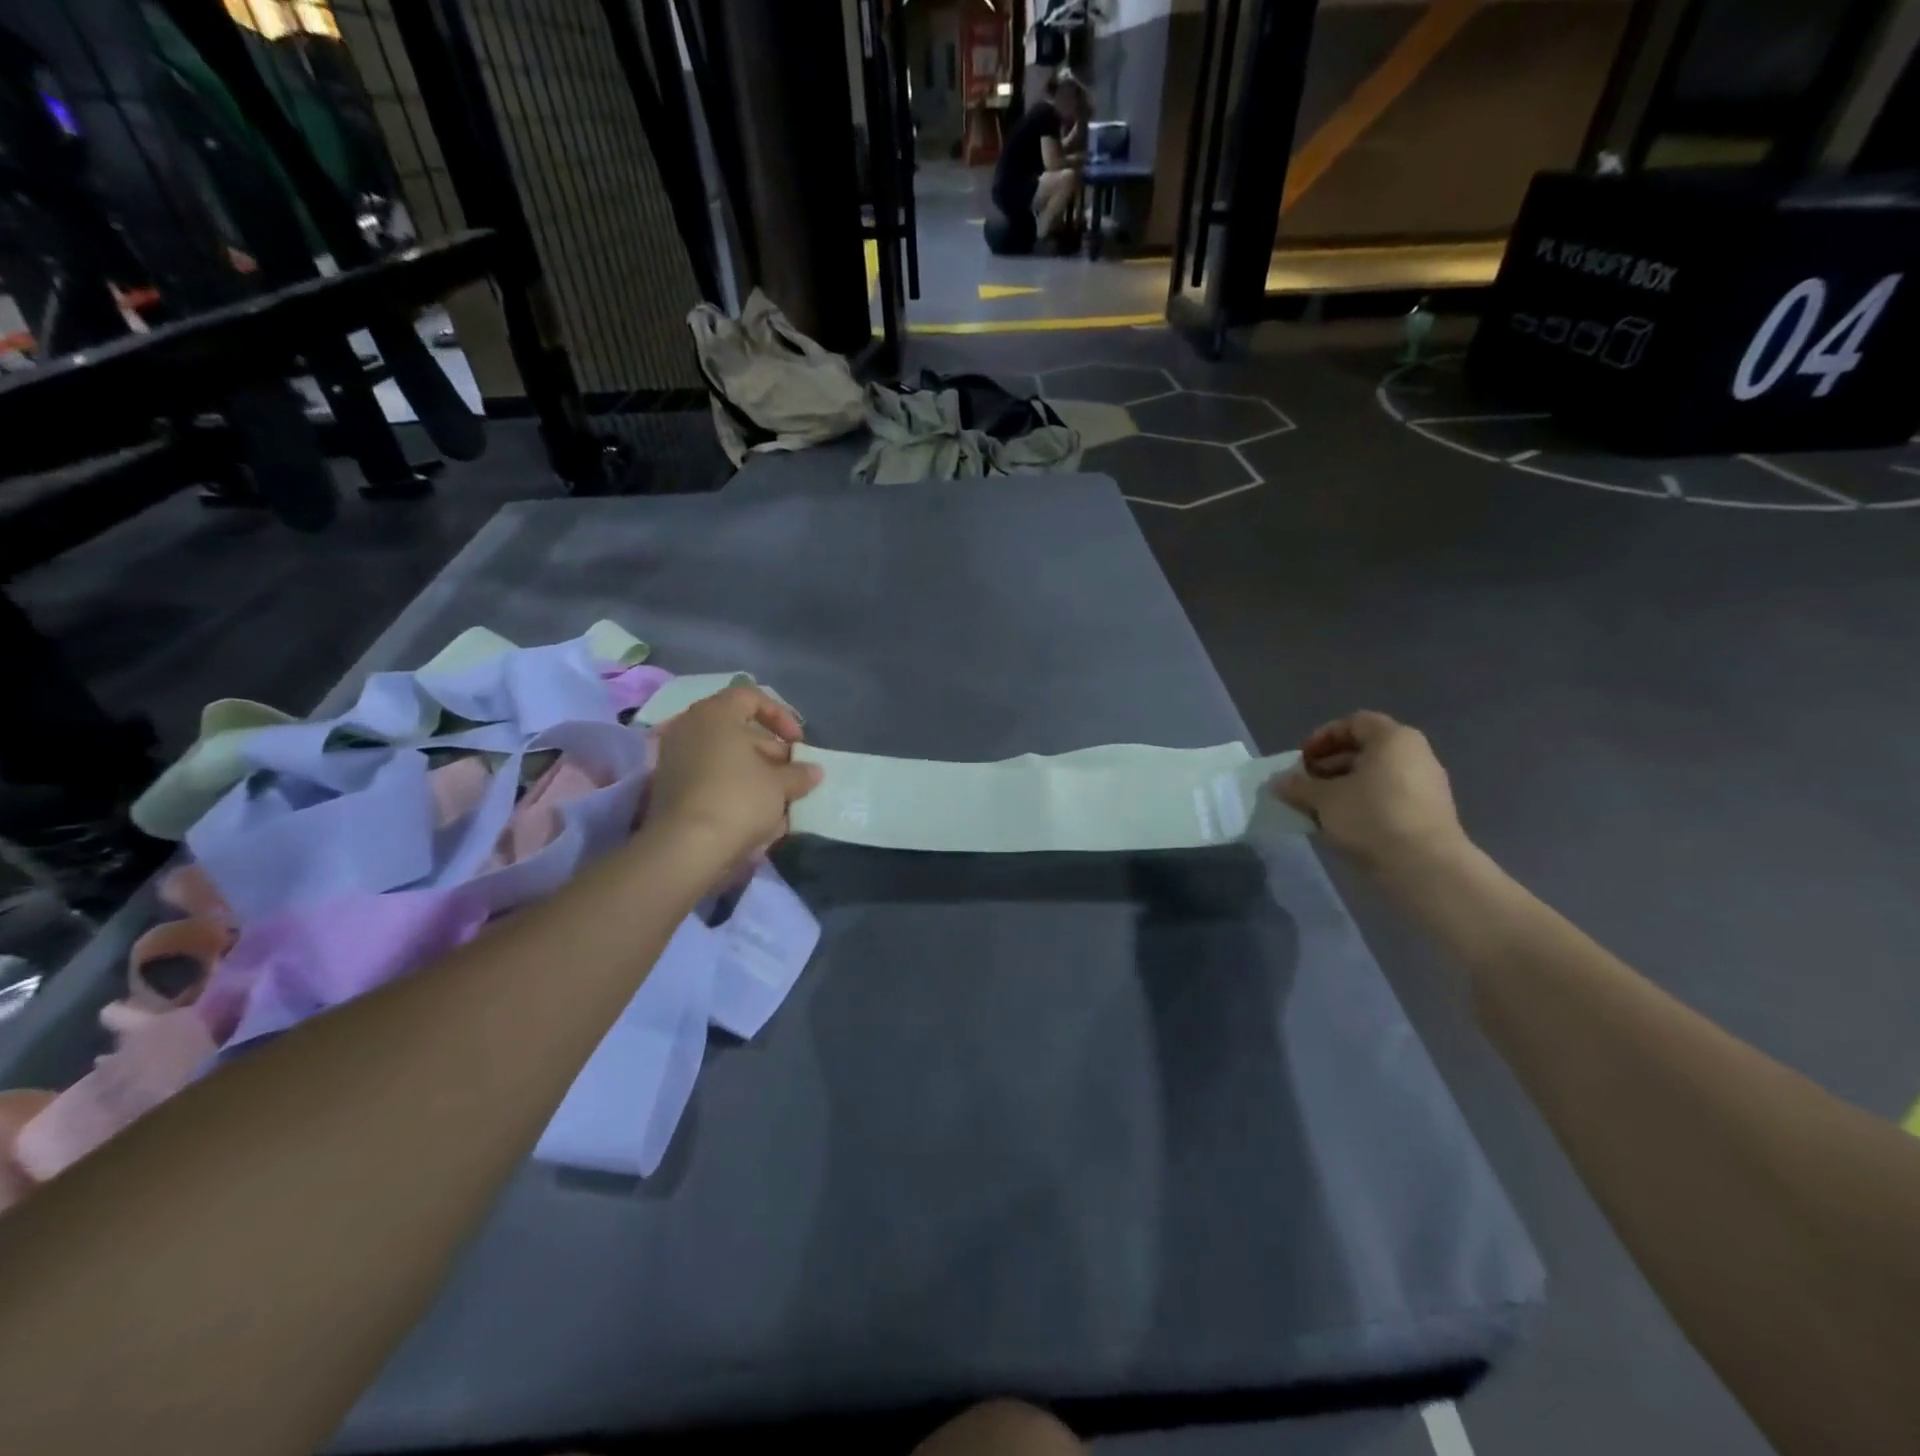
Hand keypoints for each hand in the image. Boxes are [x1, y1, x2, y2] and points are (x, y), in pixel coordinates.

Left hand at [643, 686, 821, 877]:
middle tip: (792, 775)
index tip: (798, 743)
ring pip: (724, 756)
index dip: (780, 716)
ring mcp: (675, 758)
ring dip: (754, 772)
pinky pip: (709, 778)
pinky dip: (733, 788)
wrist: (687, 848)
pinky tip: (755, 813)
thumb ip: (799, 773)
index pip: (751, 697)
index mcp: (715, 714)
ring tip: (779, 798)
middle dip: (770, 751)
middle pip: (738, 729)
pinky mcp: (669, 788)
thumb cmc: (738, 799)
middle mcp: (690, 728)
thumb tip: (813, 771)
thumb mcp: (780, 785)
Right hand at [1275, 711, 1468, 873]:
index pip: (1354, 723)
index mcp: (1393, 739)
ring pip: (1375, 777)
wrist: (1424, 866)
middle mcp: (1414, 755)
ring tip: (1317, 808)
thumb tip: (1279, 783)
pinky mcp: (1427, 814)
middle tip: (1305, 784)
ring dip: (1342, 787)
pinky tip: (1341, 825)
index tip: (1301, 759)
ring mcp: (1425, 786)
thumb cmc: (1371, 816)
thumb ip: (1299, 786)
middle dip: (1329, 765)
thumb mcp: (1324, 799)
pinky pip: (1387, 798)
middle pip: (1365, 750)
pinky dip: (1362, 804)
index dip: (1323, 737)